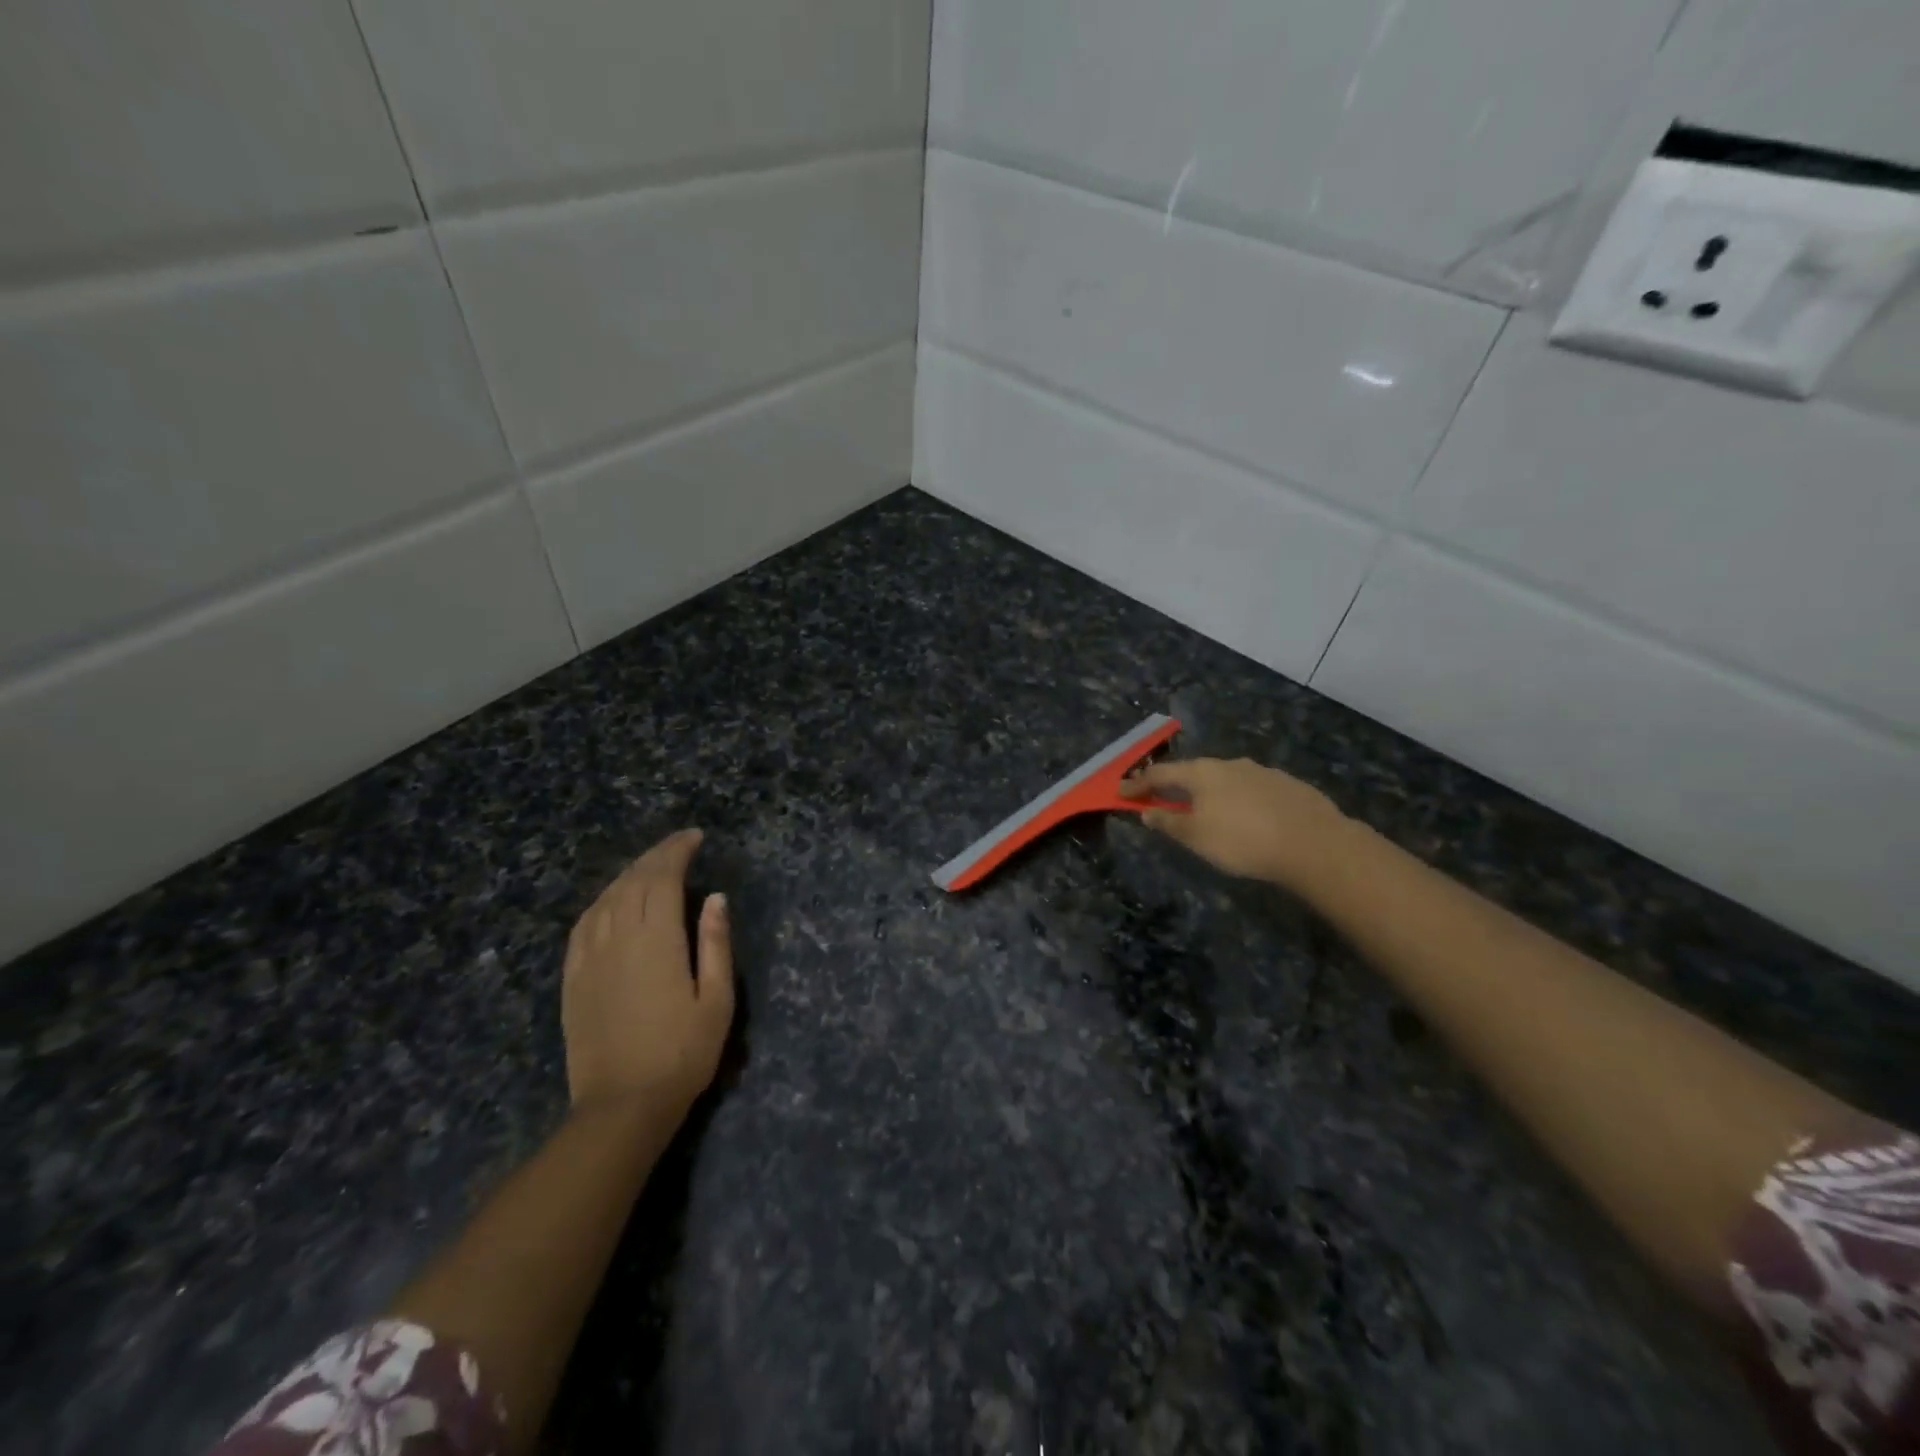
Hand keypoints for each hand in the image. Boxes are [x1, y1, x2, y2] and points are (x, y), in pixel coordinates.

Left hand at [561, 829, 734, 1118]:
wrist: (621, 1106)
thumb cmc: (682, 1054)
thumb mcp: (717, 1000)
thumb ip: (716, 944)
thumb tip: (716, 898)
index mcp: (656, 939)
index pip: (663, 878)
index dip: (677, 851)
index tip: (695, 837)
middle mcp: (618, 938)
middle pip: (633, 881)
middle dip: (656, 856)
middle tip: (678, 844)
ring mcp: (590, 957)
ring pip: (605, 898)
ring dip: (629, 874)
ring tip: (650, 866)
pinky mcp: (573, 978)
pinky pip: (583, 925)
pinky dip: (601, 902)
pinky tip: (610, 901)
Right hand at [1122, 757, 1350, 889]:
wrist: (1314, 844)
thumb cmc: (1243, 840)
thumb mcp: (1197, 837)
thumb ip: (1169, 823)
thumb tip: (1148, 811)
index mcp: (1203, 773)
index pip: (1161, 774)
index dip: (1138, 784)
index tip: (1121, 792)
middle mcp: (1230, 764)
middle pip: (1195, 772)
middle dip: (1176, 785)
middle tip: (1163, 798)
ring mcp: (1263, 772)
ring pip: (1226, 779)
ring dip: (1210, 792)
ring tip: (1207, 810)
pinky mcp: (1289, 786)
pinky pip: (1253, 790)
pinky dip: (1239, 800)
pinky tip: (1247, 817)